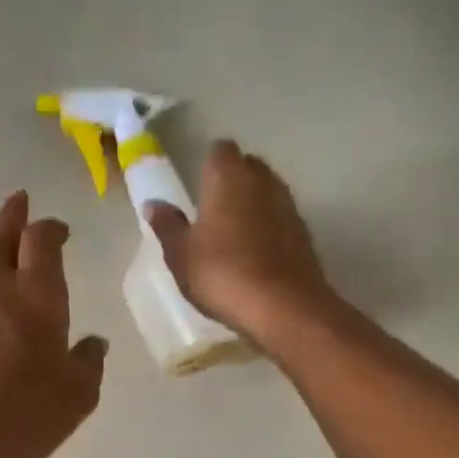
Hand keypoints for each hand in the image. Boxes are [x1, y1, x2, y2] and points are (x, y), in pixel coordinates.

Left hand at [0, 191, 107, 457]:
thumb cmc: (21, 415)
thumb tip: (94, 344)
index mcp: (37, 296)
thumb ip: (88, 364)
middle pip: (1, 235)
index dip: (51, 228)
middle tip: (18, 200)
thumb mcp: (75, 397)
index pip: (42, 240)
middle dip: (13, 216)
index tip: (59, 229)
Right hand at [143, 140, 335, 341]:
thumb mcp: (181, 255)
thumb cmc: (222, 274)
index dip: (208, 164)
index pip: (219, 150)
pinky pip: (280, 219)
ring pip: (267, 192)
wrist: (283, 307)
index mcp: (228, 177)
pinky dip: (269, 228)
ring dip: (252, 204)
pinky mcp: (304, 233)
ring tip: (233, 234)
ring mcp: (288, 206)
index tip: (197, 186)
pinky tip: (256, 255)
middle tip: (212, 209)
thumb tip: (154, 204)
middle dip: (232, 180)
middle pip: (248, 166)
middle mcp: (262, 181)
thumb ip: (168, 225)